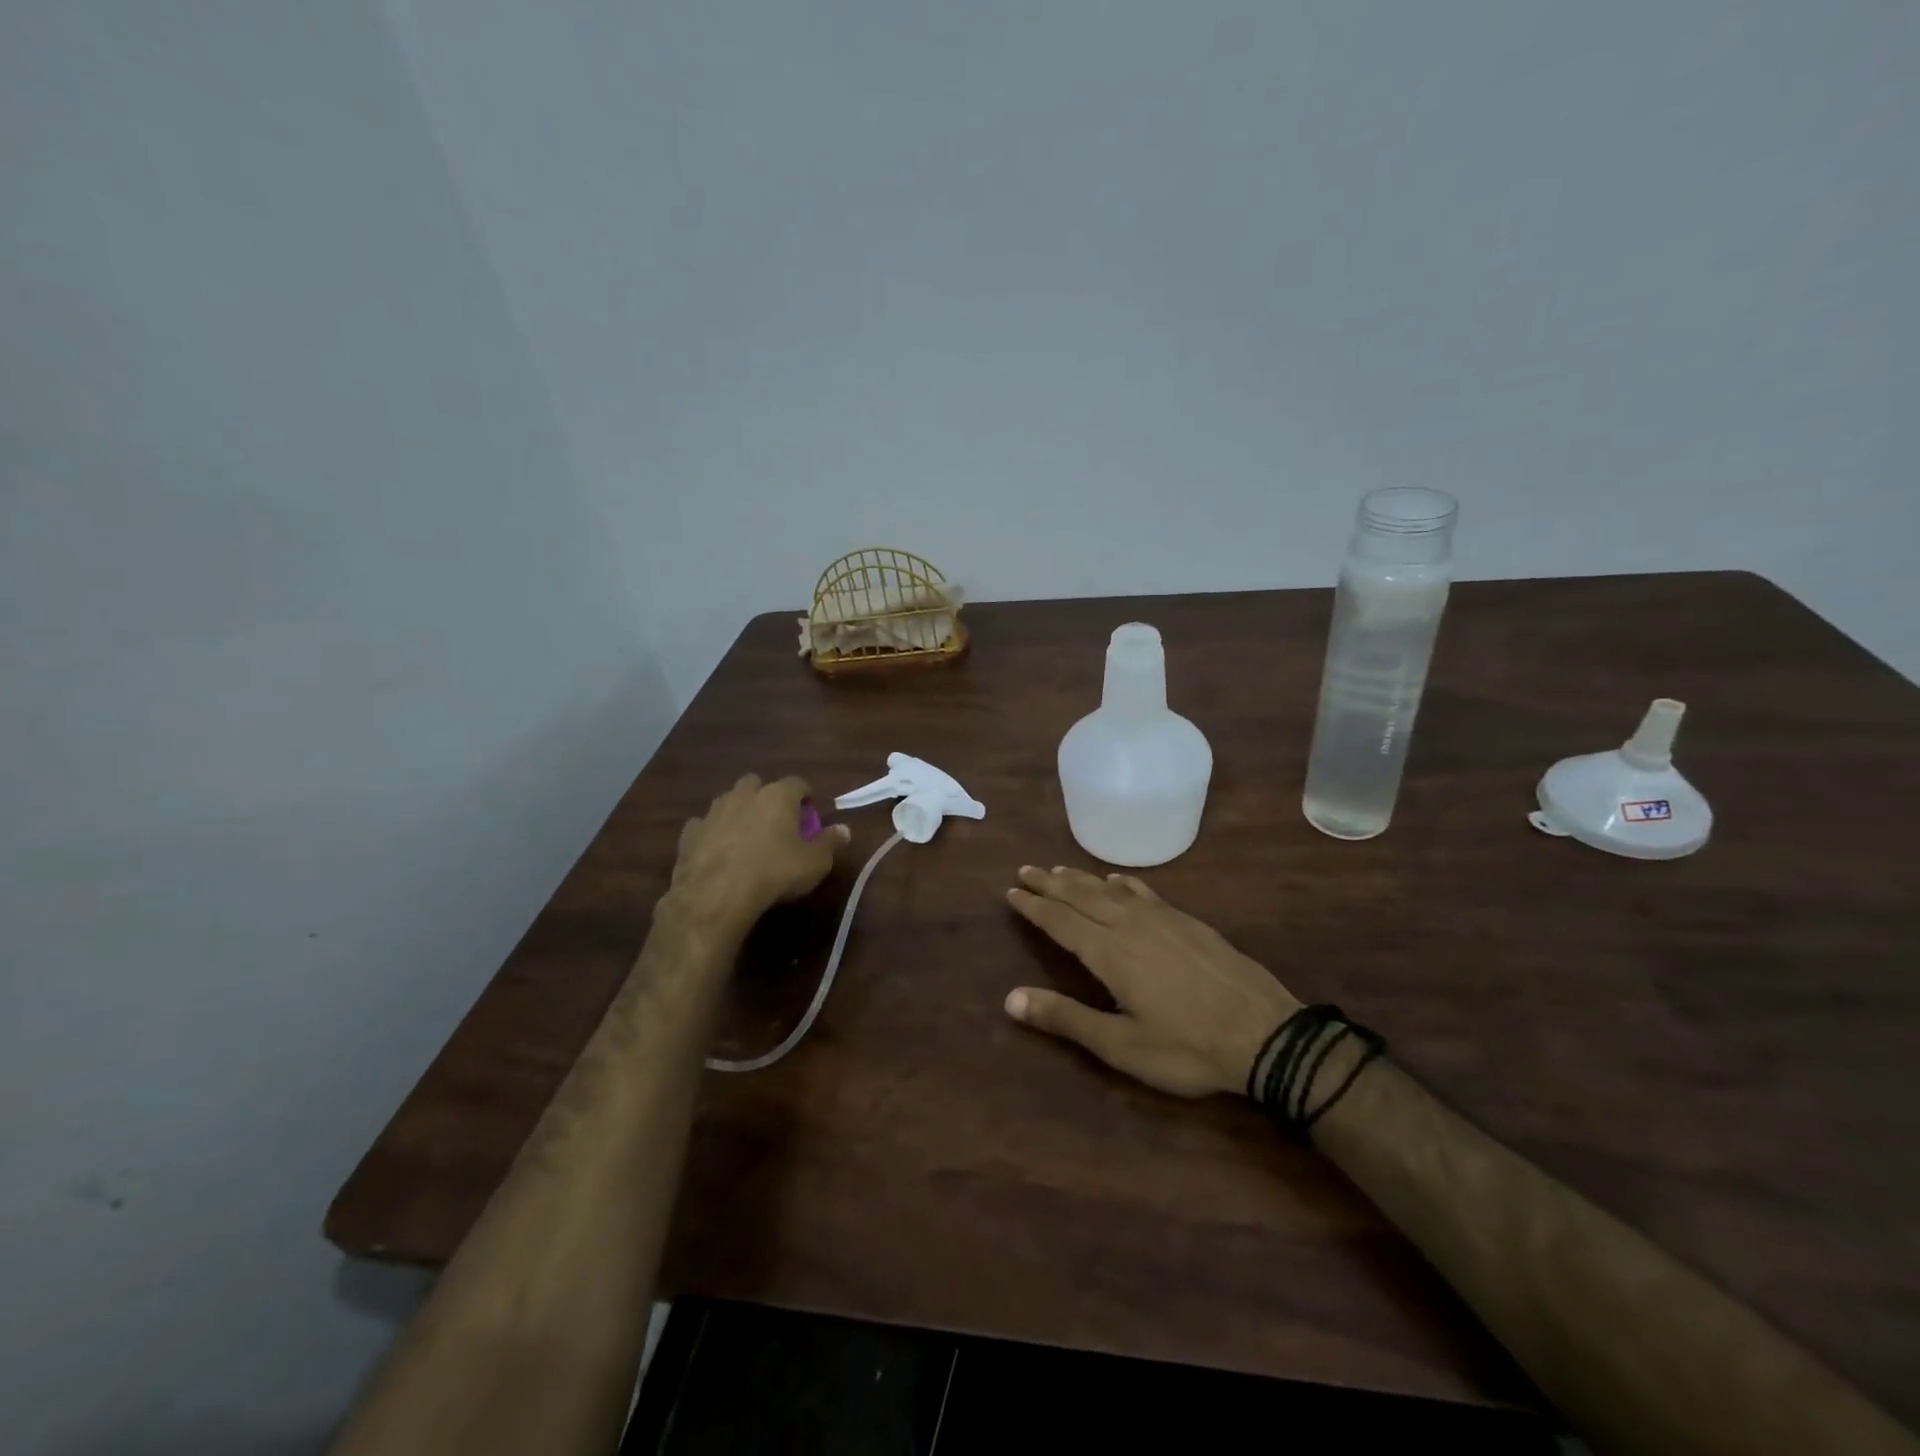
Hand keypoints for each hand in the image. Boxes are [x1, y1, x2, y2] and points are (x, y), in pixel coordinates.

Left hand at [669, 775, 849, 929]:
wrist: (716, 895)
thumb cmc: (775, 873)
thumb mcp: (814, 863)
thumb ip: (830, 843)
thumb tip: (844, 830)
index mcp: (778, 796)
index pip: (798, 783)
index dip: (806, 796)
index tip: (811, 814)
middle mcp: (744, 795)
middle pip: (757, 784)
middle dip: (767, 797)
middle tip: (777, 822)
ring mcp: (713, 812)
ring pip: (728, 801)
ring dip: (739, 812)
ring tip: (747, 837)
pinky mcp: (690, 833)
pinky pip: (704, 825)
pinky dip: (712, 833)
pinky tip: (718, 852)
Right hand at [1004, 866, 1300, 1097]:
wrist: (1266, 1034)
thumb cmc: (1187, 1047)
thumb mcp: (1121, 1046)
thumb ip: (1065, 1019)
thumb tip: (1010, 999)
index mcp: (1109, 952)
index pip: (1060, 921)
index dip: (1034, 906)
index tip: (1012, 891)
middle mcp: (1130, 925)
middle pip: (1081, 895)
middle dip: (1050, 883)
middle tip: (1025, 870)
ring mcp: (1162, 919)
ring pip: (1110, 888)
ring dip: (1081, 878)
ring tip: (1058, 869)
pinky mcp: (1188, 921)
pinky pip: (1144, 892)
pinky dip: (1123, 882)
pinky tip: (1118, 879)